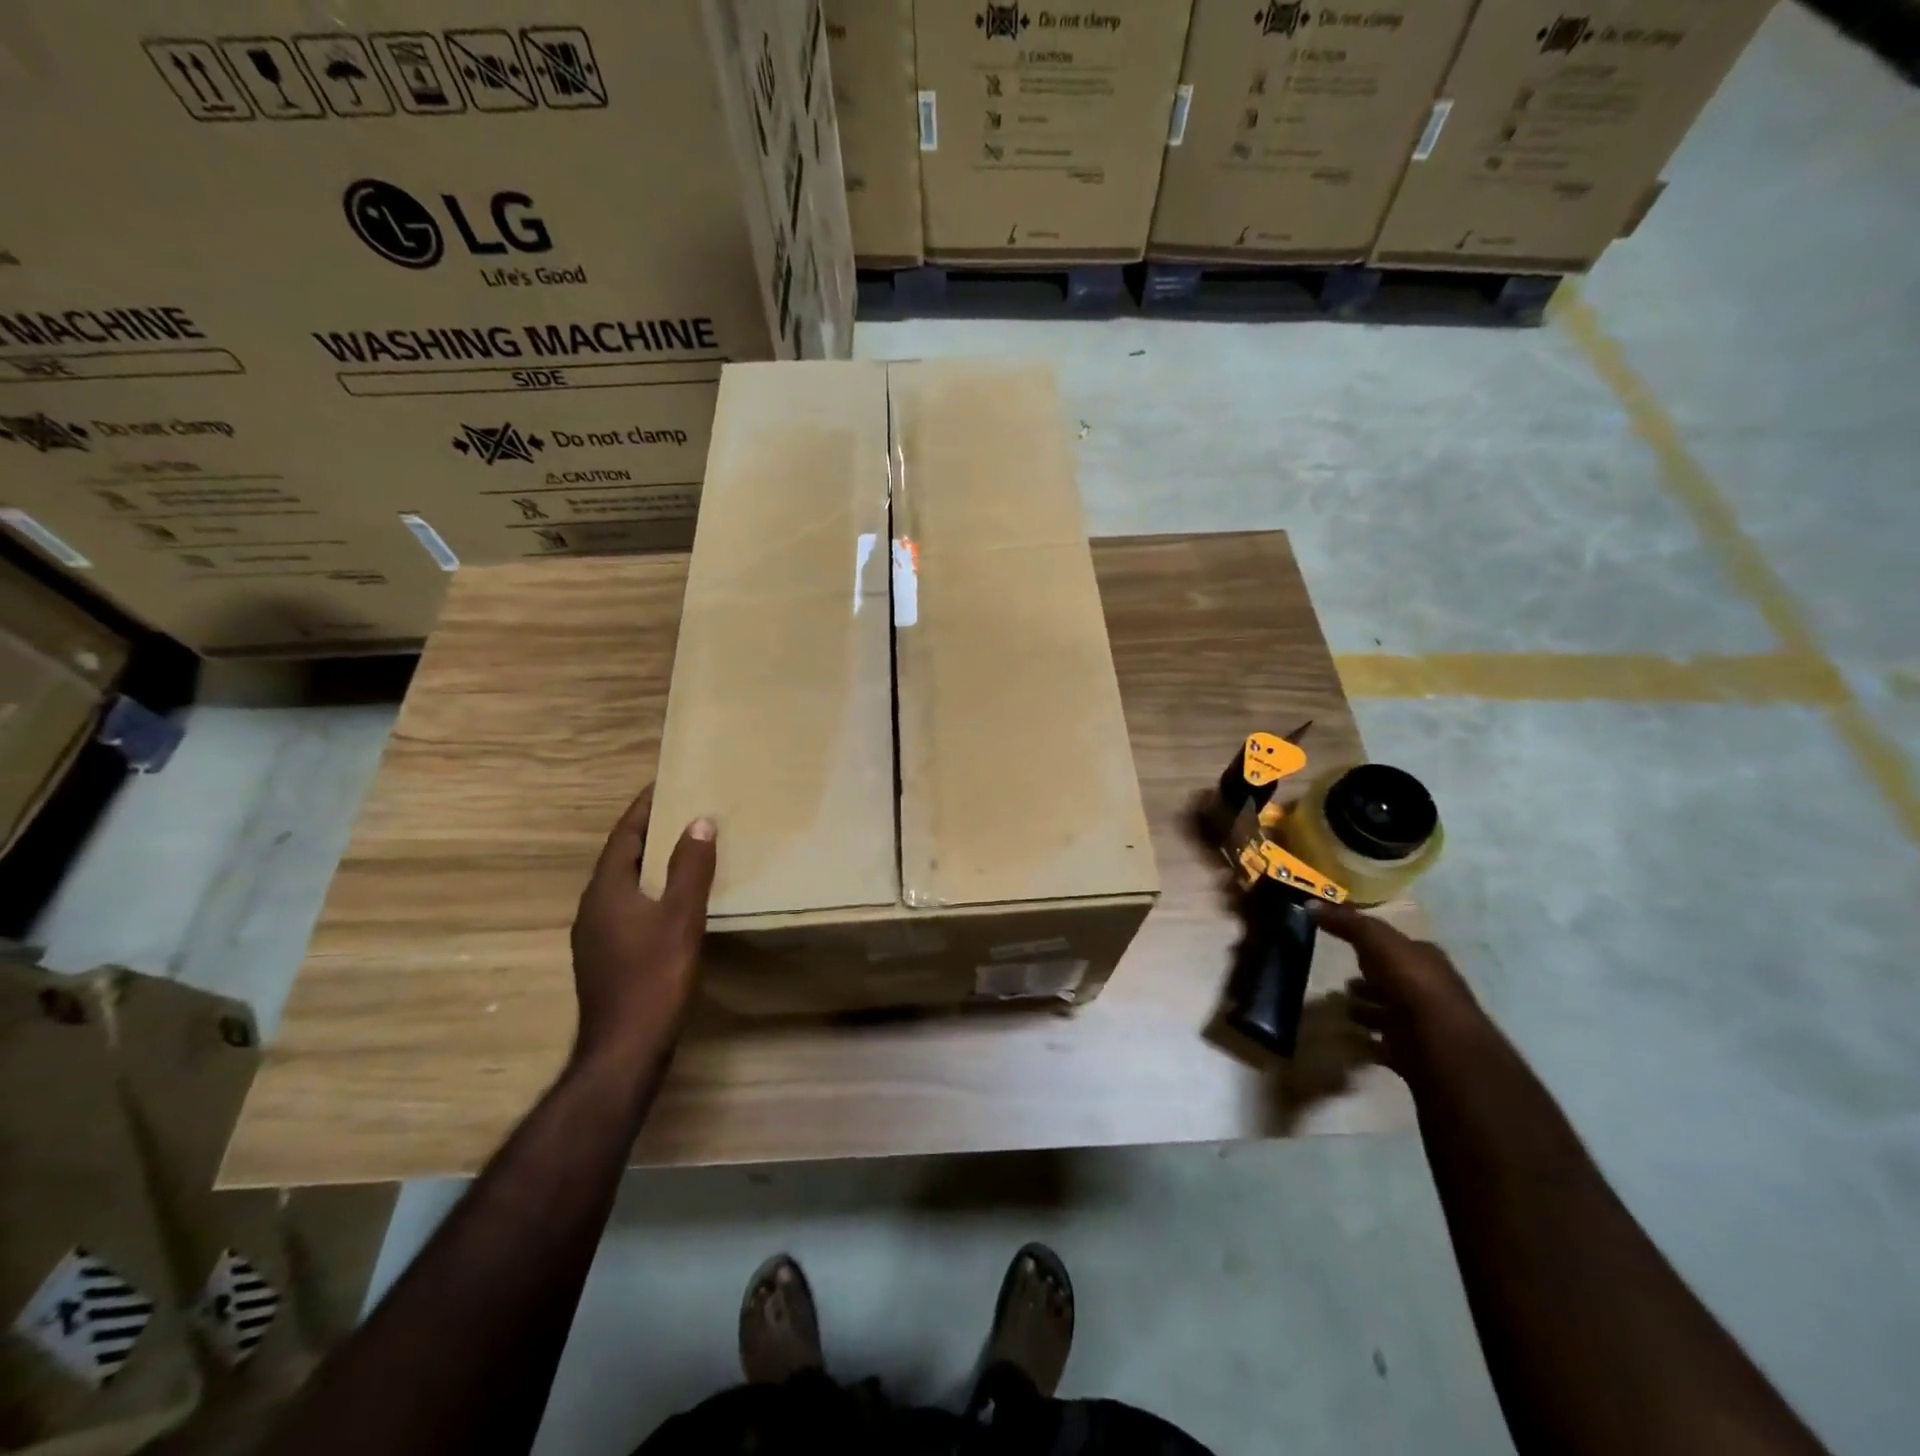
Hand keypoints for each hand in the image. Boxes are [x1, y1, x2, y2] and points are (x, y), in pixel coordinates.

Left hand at [569, 786, 716, 1070]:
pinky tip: (672, 902)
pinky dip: (649, 891)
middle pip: (621, 858)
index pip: (624, 836)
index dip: (644, 809)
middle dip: (649, 833)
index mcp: (606, 891)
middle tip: (682, 812)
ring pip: (624, 886)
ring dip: (649, 864)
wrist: (625, 1049)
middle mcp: (593, 908)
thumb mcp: (681, 917)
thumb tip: (699, 821)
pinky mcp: (606, 958)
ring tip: (682, 850)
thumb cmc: (654, 977)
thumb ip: (691, 868)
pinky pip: (627, 909)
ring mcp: (596, 937)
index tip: (665, 785)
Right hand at [1313, 901, 1480, 1072]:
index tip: (1345, 945)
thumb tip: (1310, 904)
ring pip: (1390, 1012)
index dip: (1373, 944)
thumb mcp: (1377, 943)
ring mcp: (1424, 1024)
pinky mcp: (1416, 1053)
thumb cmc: (1412, 986)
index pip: (1398, 946)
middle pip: (1394, 980)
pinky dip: (1368, 1041)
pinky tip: (1350, 1039)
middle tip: (1341, 982)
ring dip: (1367, 1010)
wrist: (1442, 1048)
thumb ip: (1347, 923)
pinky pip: (1385, 1044)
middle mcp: (1430, 989)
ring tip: (1340, 1009)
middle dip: (1369, 979)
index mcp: (1426, 960)